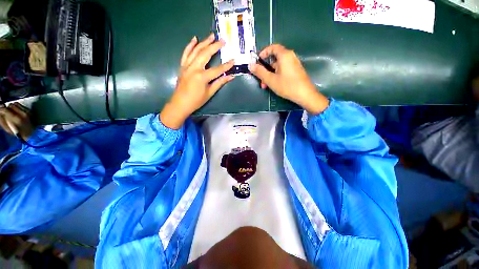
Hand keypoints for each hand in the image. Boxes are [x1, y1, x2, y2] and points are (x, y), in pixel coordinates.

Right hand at [0, 102, 33, 140]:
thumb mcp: (8, 129)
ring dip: (12, 107)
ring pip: (15, 104)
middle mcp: (22, 113)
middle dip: (7, 108)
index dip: (1, 109)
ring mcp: (27, 111)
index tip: (0, 111)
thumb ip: (2, 120)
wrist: (31, 133)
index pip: (6, 110)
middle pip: (10, 105)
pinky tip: (16, 112)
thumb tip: (0, 112)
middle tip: (6, 112)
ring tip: (11, 112)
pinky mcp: (29, 110)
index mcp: (17, 119)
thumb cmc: (18, 133)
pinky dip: (17, 107)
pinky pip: (20, 105)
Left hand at [160, 34, 234, 128]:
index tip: (233, 60)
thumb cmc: (196, 101)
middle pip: (206, 54)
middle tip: (223, 40)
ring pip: (196, 50)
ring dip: (204, 42)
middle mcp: (194, 68)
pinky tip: (194, 39)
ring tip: (211, 36)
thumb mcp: (210, 93)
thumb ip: (220, 82)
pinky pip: (186, 53)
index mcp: (202, 77)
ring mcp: (187, 66)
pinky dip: (190, 45)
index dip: (226, 65)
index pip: (217, 69)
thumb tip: (231, 76)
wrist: (180, 103)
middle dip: (215, 46)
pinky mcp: (182, 66)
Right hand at [249, 44, 328, 113]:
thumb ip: (260, 72)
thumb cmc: (287, 86)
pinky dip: (276, 76)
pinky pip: (283, 70)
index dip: (264, 53)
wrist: (304, 94)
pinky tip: (274, 85)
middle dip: (265, 69)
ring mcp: (294, 64)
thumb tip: (251, 65)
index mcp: (284, 55)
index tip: (258, 61)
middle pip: (274, 59)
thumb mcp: (271, 79)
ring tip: (266, 86)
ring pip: (278, 67)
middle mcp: (290, 57)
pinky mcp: (295, 71)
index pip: (273, 47)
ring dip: (270, 75)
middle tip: (261, 79)